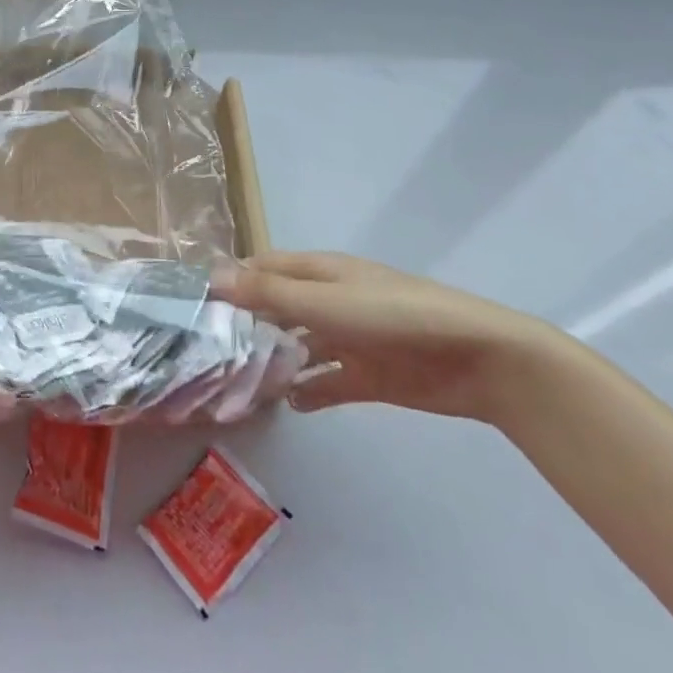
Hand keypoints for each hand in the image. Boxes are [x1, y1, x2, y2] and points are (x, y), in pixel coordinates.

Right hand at [213, 251, 557, 422]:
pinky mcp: (369, 376)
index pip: (263, 268)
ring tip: (239, 382)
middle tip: (207, 350)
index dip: (232, 280)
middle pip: (278, 308)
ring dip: (275, 361)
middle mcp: (331, 300)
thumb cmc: (393, 316)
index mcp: (320, 272)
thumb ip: (267, 293)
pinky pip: (328, 383)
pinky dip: (309, 392)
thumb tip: (212, 277)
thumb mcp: (324, 300)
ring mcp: (350, 339)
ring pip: (300, 347)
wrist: (478, 358)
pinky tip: (289, 404)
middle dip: (248, 325)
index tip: (195, 304)